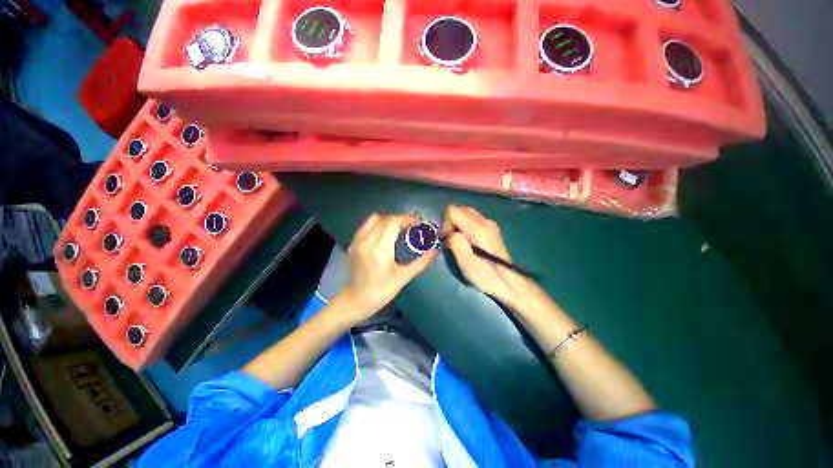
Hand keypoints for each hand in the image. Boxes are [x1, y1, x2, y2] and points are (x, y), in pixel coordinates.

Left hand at [341, 213, 438, 321]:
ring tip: (398, 228)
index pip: (393, 223)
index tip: (418, 223)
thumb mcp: (403, 278)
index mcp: (380, 250)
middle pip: (385, 219)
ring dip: (388, 220)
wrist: (356, 300)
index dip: (407, 219)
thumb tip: (435, 251)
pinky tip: (384, 235)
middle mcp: (367, 241)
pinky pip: (366, 226)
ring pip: (374, 219)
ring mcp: (357, 241)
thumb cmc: (382, 291)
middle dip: (400, 219)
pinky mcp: (353, 243)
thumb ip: (421, 262)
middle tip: (412, 226)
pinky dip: (377, 225)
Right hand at [442, 205, 538, 307]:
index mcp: (478, 228)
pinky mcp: (491, 228)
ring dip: (457, 223)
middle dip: (450, 221)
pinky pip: (472, 219)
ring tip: (457, 241)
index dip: (445, 223)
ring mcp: (490, 223)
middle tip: (449, 239)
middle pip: (459, 208)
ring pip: (466, 212)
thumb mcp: (466, 263)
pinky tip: (467, 240)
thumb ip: (455, 243)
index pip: (453, 210)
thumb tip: (450, 232)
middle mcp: (485, 220)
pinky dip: (464, 225)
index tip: (445, 239)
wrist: (510, 283)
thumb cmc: (486, 276)